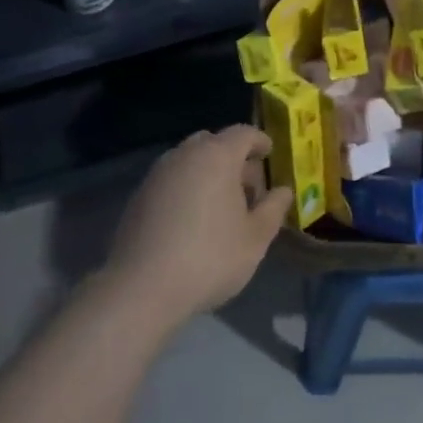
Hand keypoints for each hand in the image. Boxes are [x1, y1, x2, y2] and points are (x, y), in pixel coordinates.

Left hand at [105, 125, 289, 331]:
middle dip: (233, 158)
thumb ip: (273, 209)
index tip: (269, 153)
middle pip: (214, 143)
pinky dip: (187, 187)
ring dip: (208, 172)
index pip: (243, 133)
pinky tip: (192, 219)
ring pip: (190, 160)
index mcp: (217, 156)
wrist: (141, 288)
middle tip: (248, 187)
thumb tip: (283, 191)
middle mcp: (185, 155)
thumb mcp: (255, 238)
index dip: (259, 141)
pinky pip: (172, 179)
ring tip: (221, 205)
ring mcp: (158, 174)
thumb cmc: (209, 257)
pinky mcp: (139, 196)